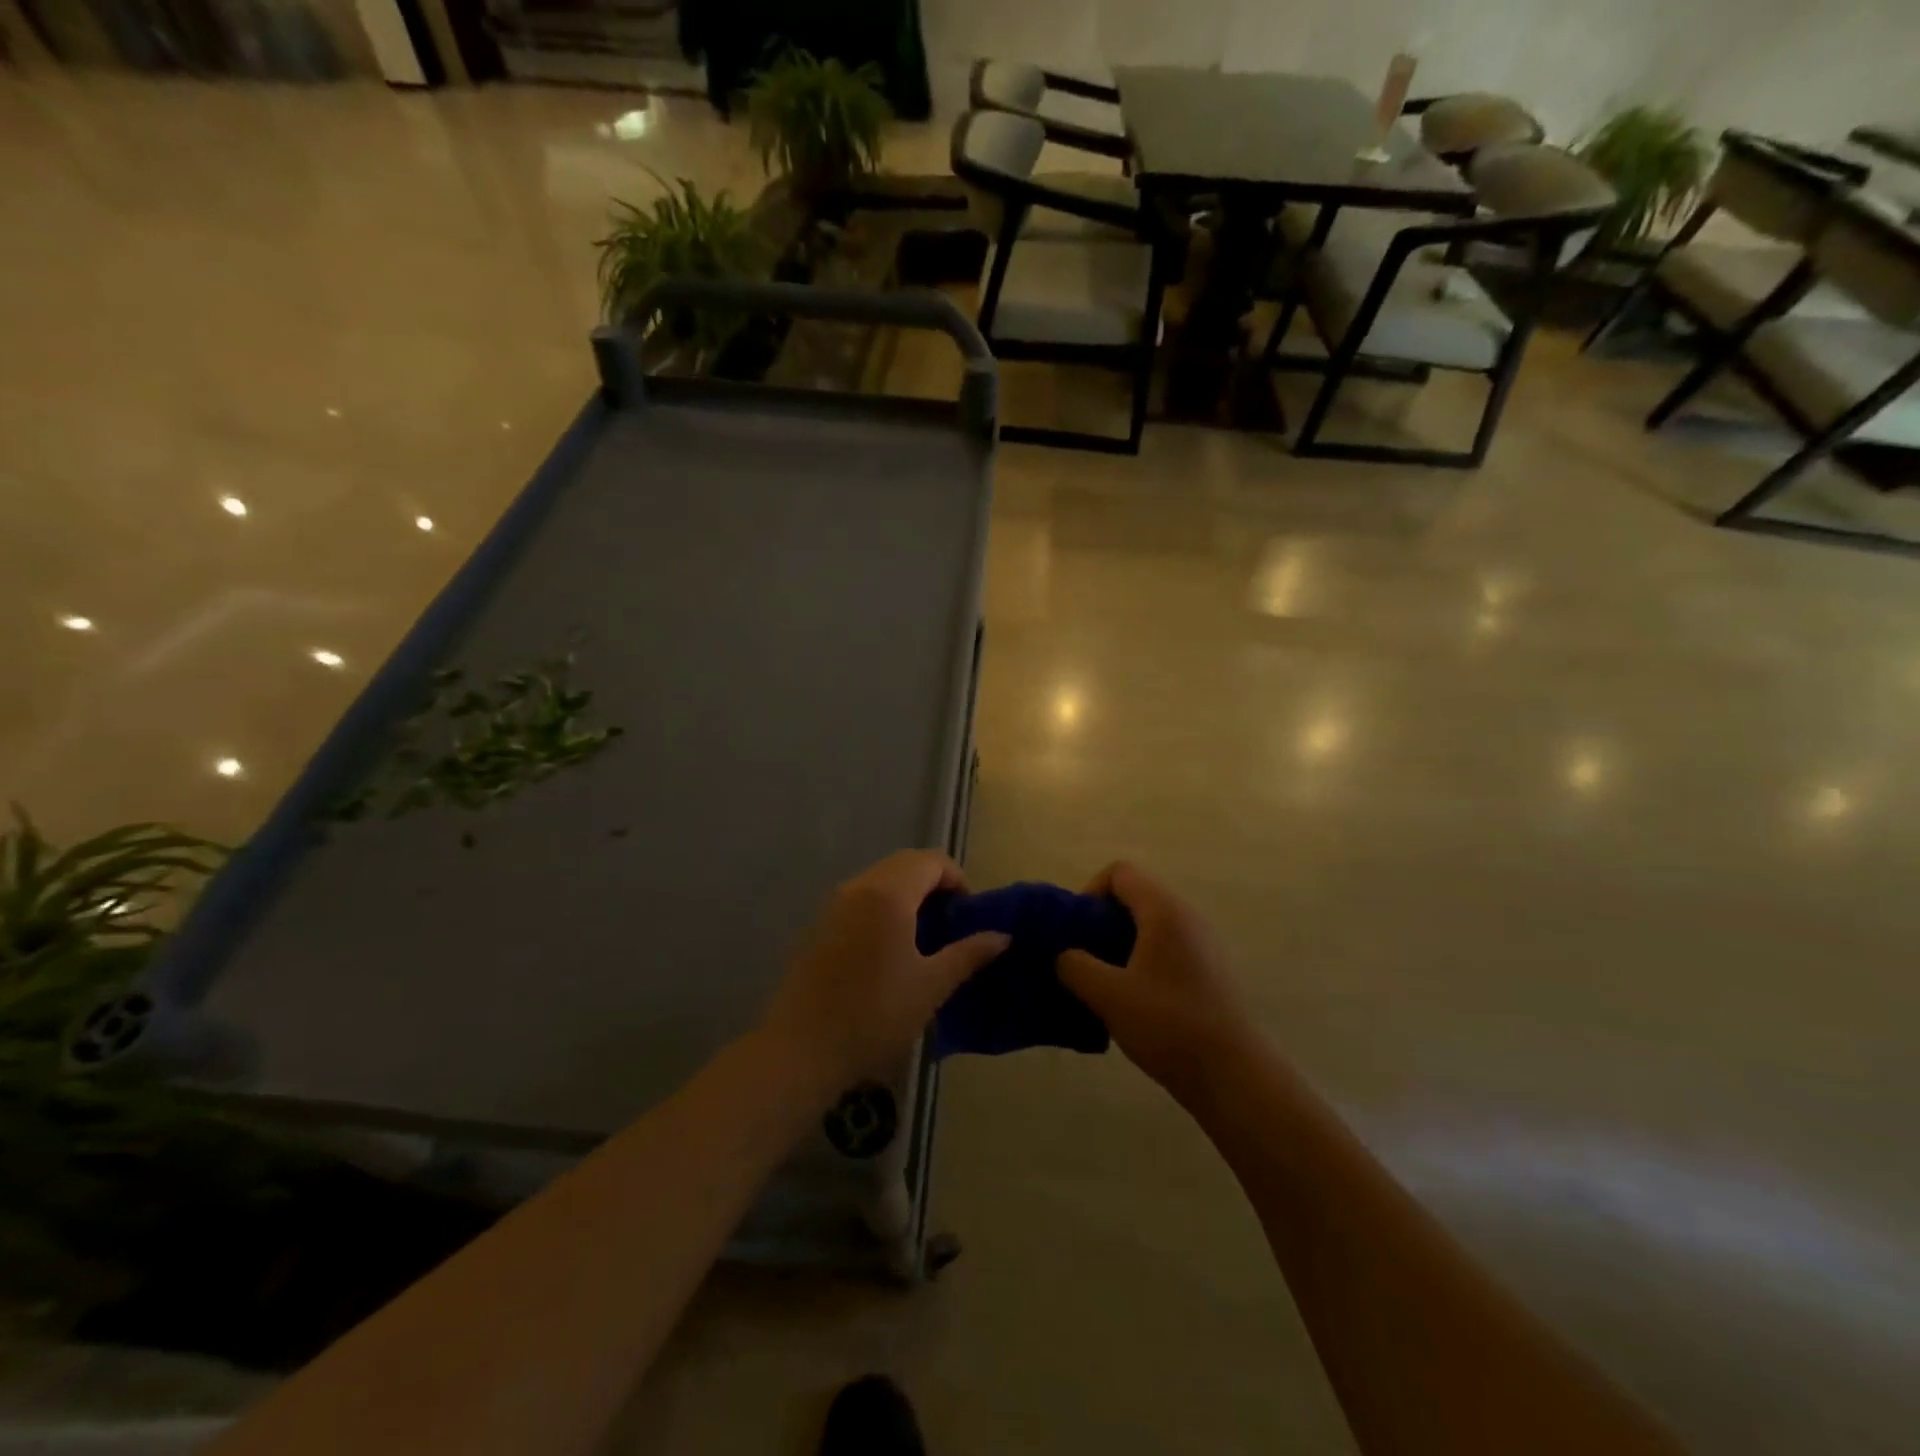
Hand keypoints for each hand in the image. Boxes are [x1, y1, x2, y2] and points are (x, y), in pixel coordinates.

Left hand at [760, 850, 1008, 1097]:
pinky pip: (859, 898)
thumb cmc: (875, 1015)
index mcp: (889, 894)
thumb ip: (968, 954)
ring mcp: (833, 904)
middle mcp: (859, 887)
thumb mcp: (931, 986)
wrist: (802, 1048)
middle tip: (950, 922)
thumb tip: (1002, 936)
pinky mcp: (818, 924)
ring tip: (923, 936)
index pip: (931, 861)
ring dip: (907, 893)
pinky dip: (882, 906)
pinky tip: (889, 948)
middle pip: (904, 864)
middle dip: (933, 883)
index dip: (957, 878)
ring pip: (880, 879)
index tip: (968, 914)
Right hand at [1056, 862, 1254, 1105]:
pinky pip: (1167, 948)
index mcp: (1164, 911)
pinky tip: (1134, 1001)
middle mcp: (1187, 917)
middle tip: (1084, 958)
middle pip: (1135, 896)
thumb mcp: (1108, 995)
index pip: (1120, 872)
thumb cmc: (1168, 1025)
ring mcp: (1203, 944)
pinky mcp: (1209, 971)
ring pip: (1150, 925)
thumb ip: (1075, 966)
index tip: (1077, 931)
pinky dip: (1143, 961)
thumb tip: (1064, 955)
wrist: (1233, 1076)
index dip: (1090, 892)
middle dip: (1102, 921)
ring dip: (1121, 944)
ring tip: (1104, 982)